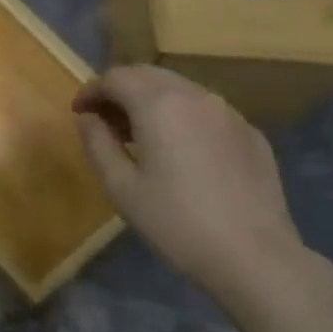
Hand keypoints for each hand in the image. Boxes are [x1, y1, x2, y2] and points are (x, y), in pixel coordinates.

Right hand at [73, 65, 305, 299]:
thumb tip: (88, 118)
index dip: (91, 90)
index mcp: (159, 104)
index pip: (115, 77)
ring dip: (152, 101)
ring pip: (180, 90)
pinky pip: (206, 111)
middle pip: (148, 75)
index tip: (79, 112)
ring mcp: (229, 112)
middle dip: (120, 90)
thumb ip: (97, 143)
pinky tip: (180, 151)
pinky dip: (182, 117)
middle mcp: (195, 96)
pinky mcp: (250, 133)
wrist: (253, 256)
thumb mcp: (121, 187)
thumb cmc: (175, 222)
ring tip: (139, 136)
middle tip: (104, 121)